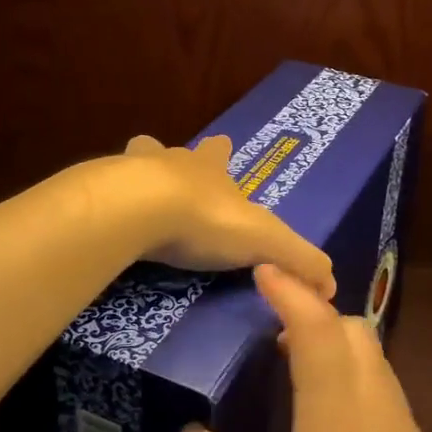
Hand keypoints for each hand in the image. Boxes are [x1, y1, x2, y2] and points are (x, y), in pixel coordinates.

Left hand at [122, 135, 335, 299]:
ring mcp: (130, 171)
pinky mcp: (99, 192)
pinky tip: (106, 219)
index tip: (224, 146)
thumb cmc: (206, 220)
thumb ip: (299, 260)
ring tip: (133, 190)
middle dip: (178, 159)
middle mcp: (172, 161)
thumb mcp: (265, 241)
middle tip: (173, 174)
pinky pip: (104, 191)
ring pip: (136, 159)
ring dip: (137, 172)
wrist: (139, 210)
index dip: (223, 152)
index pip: (220, 152)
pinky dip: (107, 201)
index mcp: (210, 168)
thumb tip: (331, 284)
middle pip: (176, 151)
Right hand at [179, 264, 431, 431]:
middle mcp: (378, 406)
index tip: (261, 269)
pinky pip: (382, 386)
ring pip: (373, 355)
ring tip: (288, 363)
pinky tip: (325, 415)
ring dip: (334, 341)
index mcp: (337, 415)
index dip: (288, 291)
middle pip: (353, 329)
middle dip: (312, 310)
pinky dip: (351, 371)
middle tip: (266, 324)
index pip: (316, 327)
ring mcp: (406, 429)